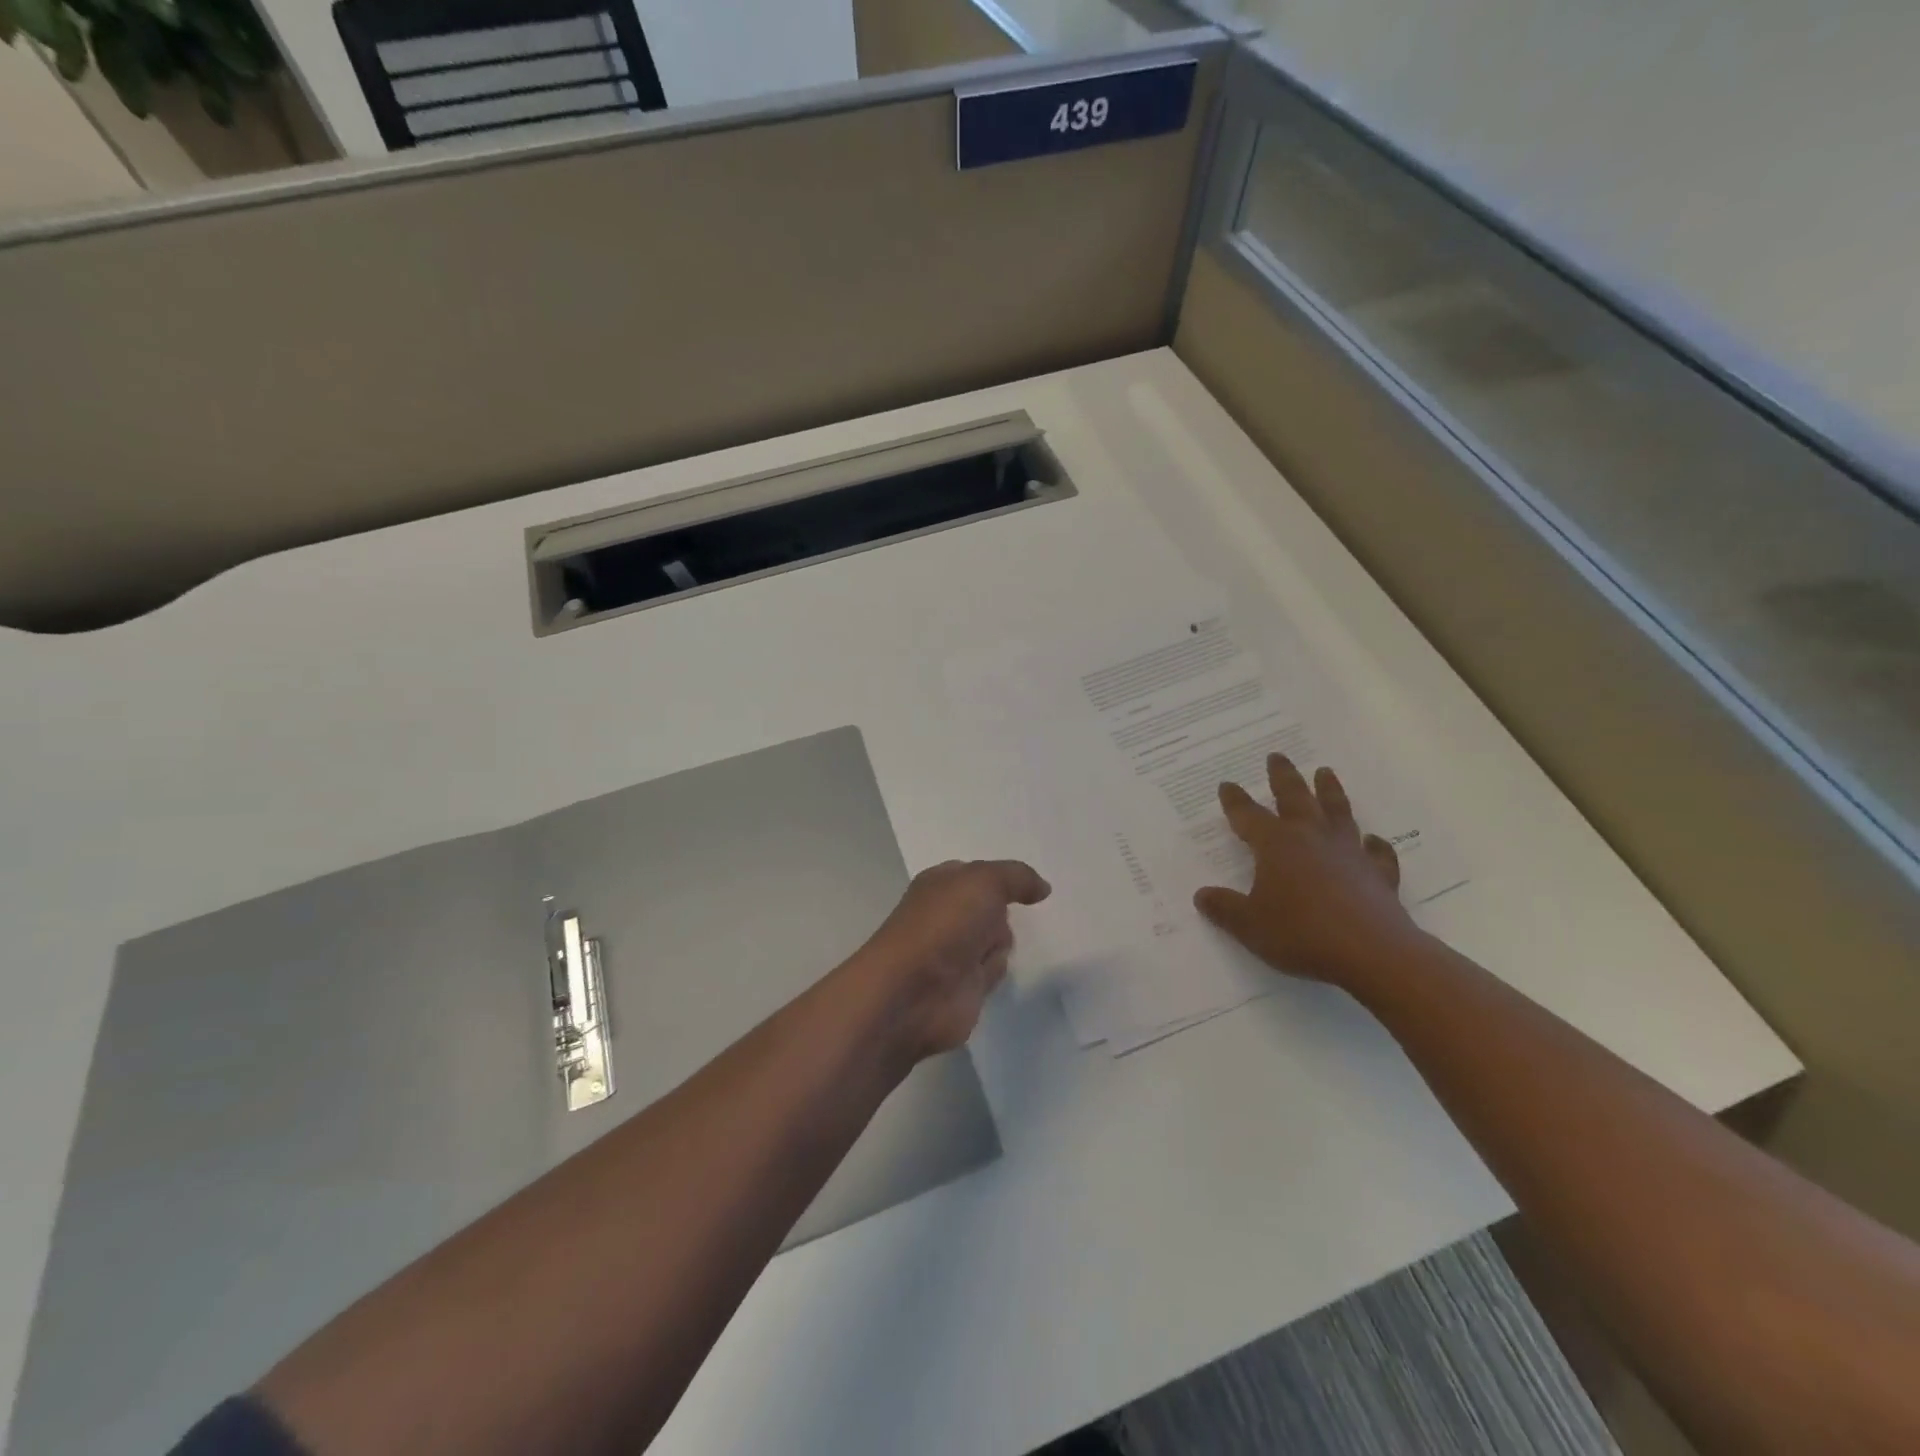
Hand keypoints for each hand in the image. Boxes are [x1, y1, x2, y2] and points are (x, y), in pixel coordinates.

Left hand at [844, 859, 1051, 1061]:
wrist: (914, 993)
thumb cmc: (944, 925)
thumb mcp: (984, 882)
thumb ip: (1017, 877)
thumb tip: (1043, 888)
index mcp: (941, 884)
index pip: (977, 874)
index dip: (1000, 878)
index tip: (1027, 884)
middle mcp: (946, 915)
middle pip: (993, 908)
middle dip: (1002, 913)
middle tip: (1000, 919)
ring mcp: (954, 952)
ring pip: (998, 939)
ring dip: (1000, 945)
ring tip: (985, 953)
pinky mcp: (964, 986)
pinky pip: (994, 971)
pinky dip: (995, 972)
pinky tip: (985, 975)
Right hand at [1194, 754, 1425, 990]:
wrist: (1372, 952)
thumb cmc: (1301, 933)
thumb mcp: (1249, 925)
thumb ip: (1224, 908)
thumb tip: (1202, 895)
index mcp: (1276, 845)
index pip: (1248, 815)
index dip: (1235, 801)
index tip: (1227, 785)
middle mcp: (1311, 838)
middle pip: (1295, 797)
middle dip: (1282, 776)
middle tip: (1276, 756)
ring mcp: (1349, 852)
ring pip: (1337, 811)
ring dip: (1329, 790)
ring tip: (1325, 772)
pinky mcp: (1378, 874)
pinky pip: (1377, 853)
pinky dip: (1374, 844)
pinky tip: (1373, 840)